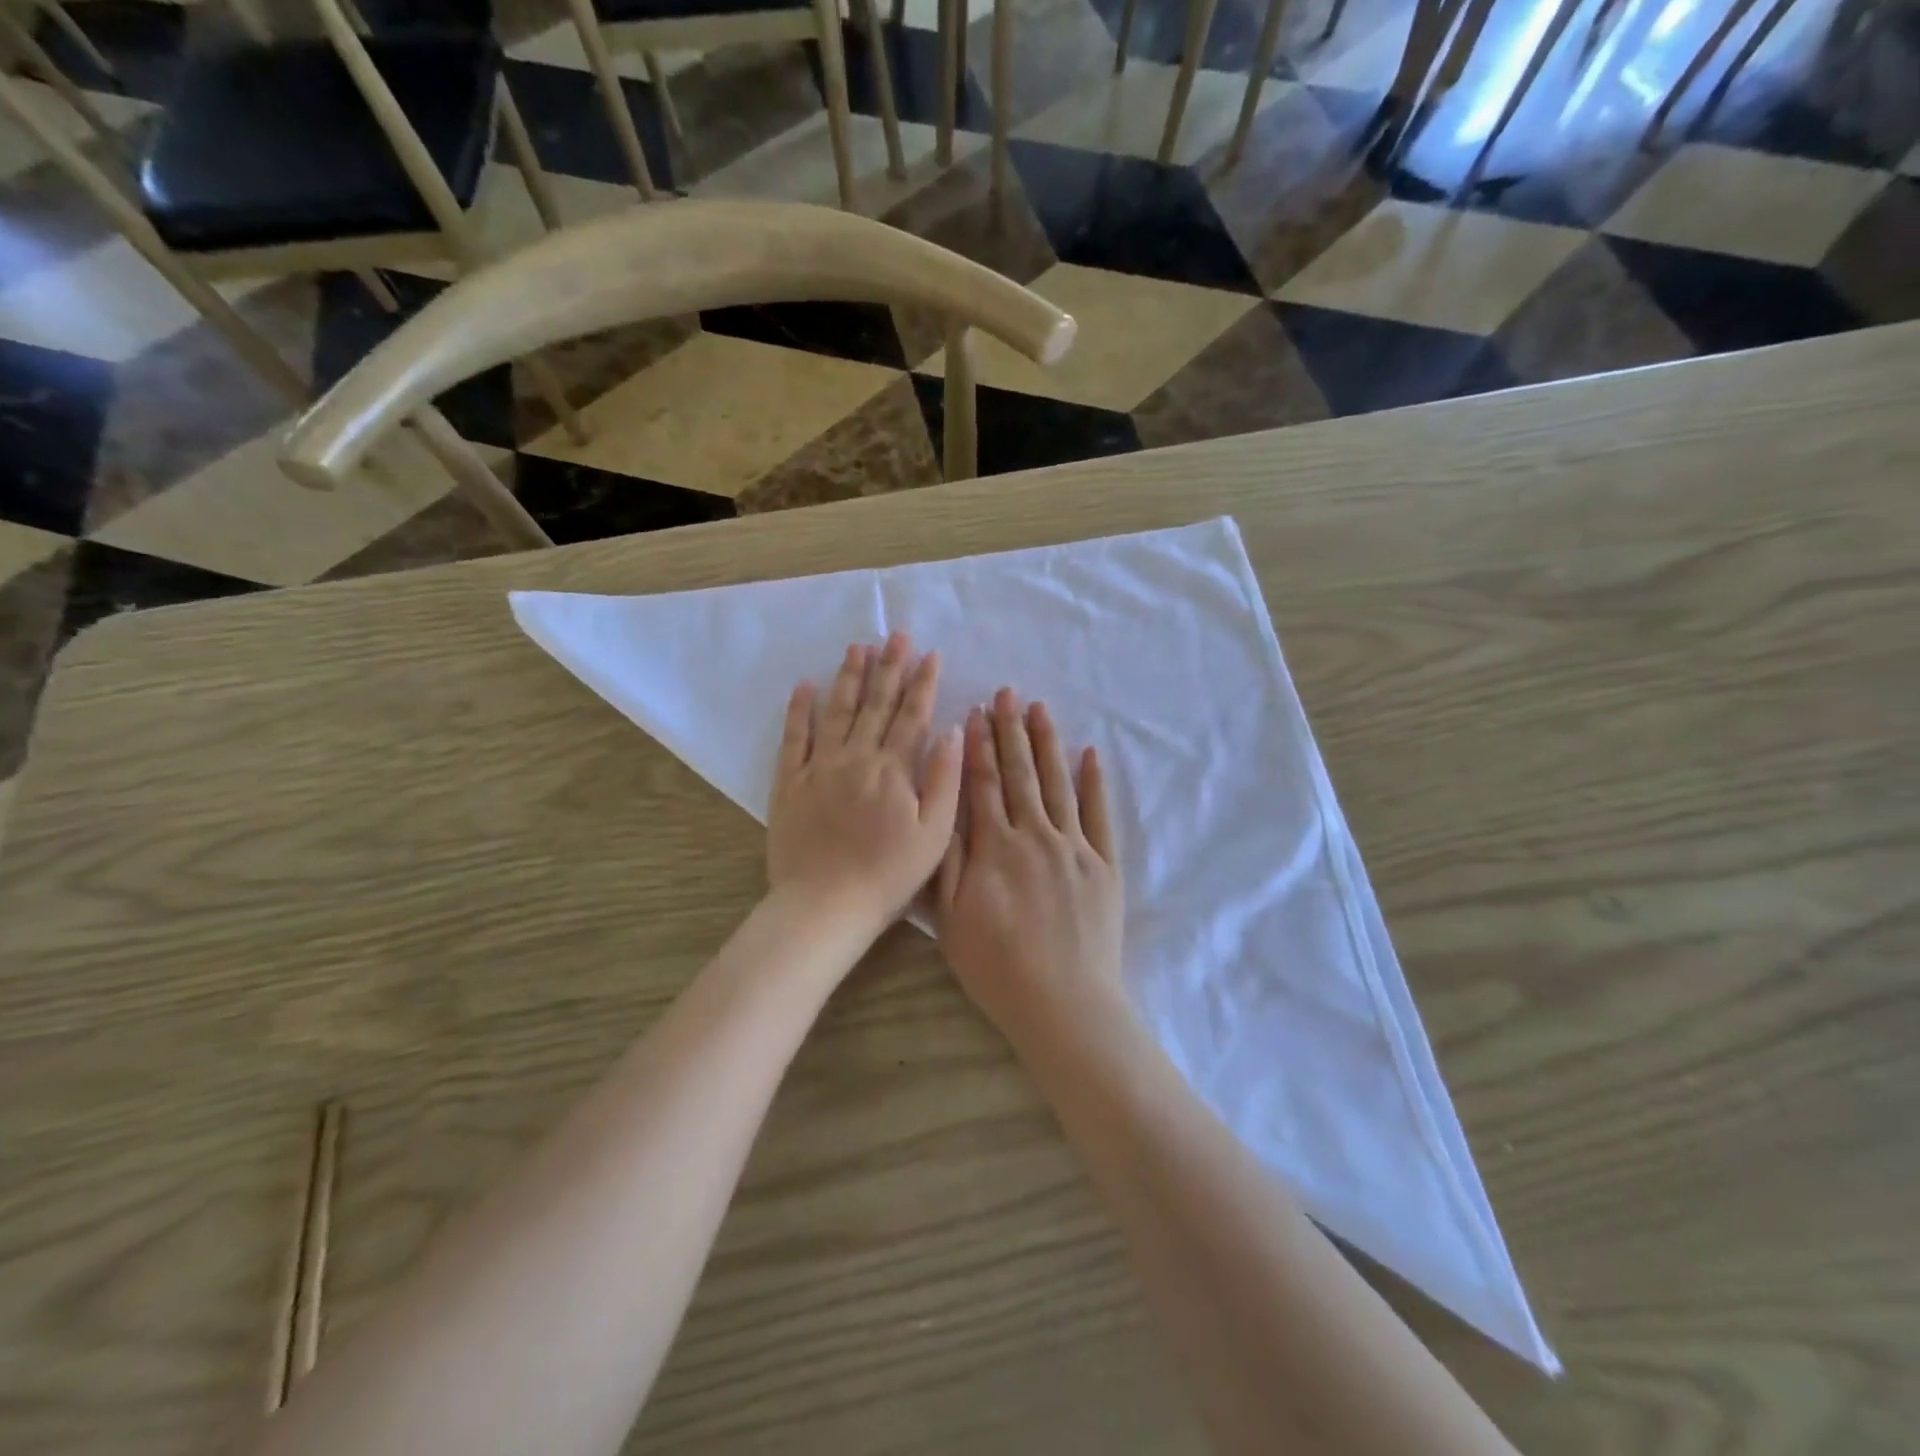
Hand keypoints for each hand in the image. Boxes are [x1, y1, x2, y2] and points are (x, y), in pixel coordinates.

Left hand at [767, 633, 963, 943]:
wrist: (825, 905)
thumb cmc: (888, 875)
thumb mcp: (934, 834)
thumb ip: (945, 779)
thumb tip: (952, 731)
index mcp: (893, 769)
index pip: (912, 715)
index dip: (923, 682)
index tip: (930, 654)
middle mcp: (856, 757)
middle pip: (875, 703)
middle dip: (889, 667)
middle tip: (896, 635)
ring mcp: (819, 768)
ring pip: (836, 711)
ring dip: (848, 677)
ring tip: (858, 648)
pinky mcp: (790, 783)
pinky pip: (793, 738)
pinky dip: (799, 711)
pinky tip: (804, 686)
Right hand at [935, 689, 1123, 1049]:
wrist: (1063, 1002)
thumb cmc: (996, 966)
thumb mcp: (950, 918)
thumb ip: (946, 861)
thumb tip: (945, 810)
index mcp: (994, 847)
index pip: (983, 784)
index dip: (978, 746)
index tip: (975, 712)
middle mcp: (1035, 835)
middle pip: (1020, 774)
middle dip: (1011, 731)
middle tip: (1008, 694)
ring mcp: (1074, 847)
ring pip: (1058, 783)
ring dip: (1048, 744)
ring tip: (1040, 709)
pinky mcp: (1104, 864)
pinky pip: (1099, 814)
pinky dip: (1094, 782)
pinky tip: (1089, 753)